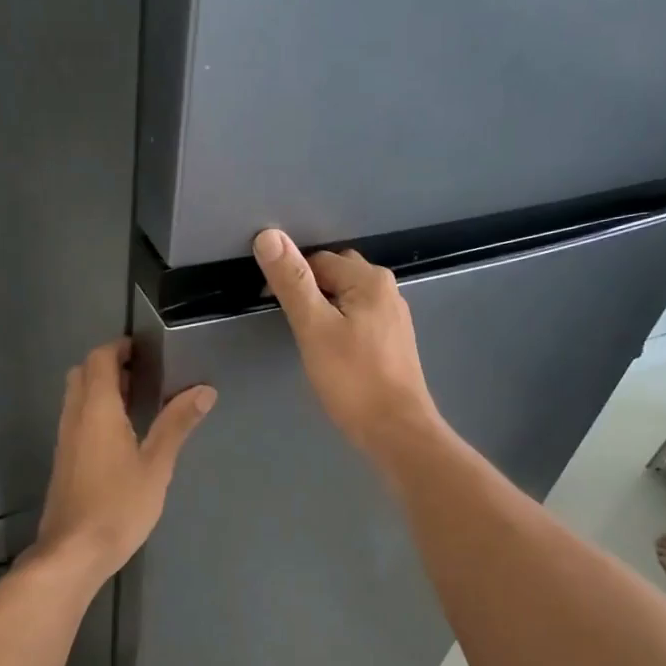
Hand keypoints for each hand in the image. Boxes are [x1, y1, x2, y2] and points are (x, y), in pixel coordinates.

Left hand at [33, 339, 214, 583]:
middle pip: (83, 373)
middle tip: (143, 373)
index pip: (99, 359)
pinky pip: (76, 417)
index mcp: (97, 410)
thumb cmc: (119, 506)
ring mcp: (65, 439)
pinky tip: (121, 432)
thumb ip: (177, 424)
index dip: (119, 347)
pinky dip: (95, 409)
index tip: (145, 349)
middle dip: (109, 364)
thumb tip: (204, 390)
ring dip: (101, 387)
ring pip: (77, 395)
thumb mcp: (157, 465)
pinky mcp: (64, 459)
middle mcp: (75, 416)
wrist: (74, 551)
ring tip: (137, 398)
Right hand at [252, 228, 441, 464]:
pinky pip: (358, 319)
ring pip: (347, 298)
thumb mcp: (314, 327)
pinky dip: (339, 325)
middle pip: (335, 275)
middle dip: (309, 290)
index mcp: (369, 279)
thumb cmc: (352, 378)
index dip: (290, 278)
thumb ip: (292, 281)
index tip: (272, 307)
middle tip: (291, 323)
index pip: (318, 260)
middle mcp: (387, 290)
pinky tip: (331, 351)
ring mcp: (393, 317)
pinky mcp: (393, 342)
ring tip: (308, 338)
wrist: (396, 430)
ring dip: (324, 309)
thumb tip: (269, 235)